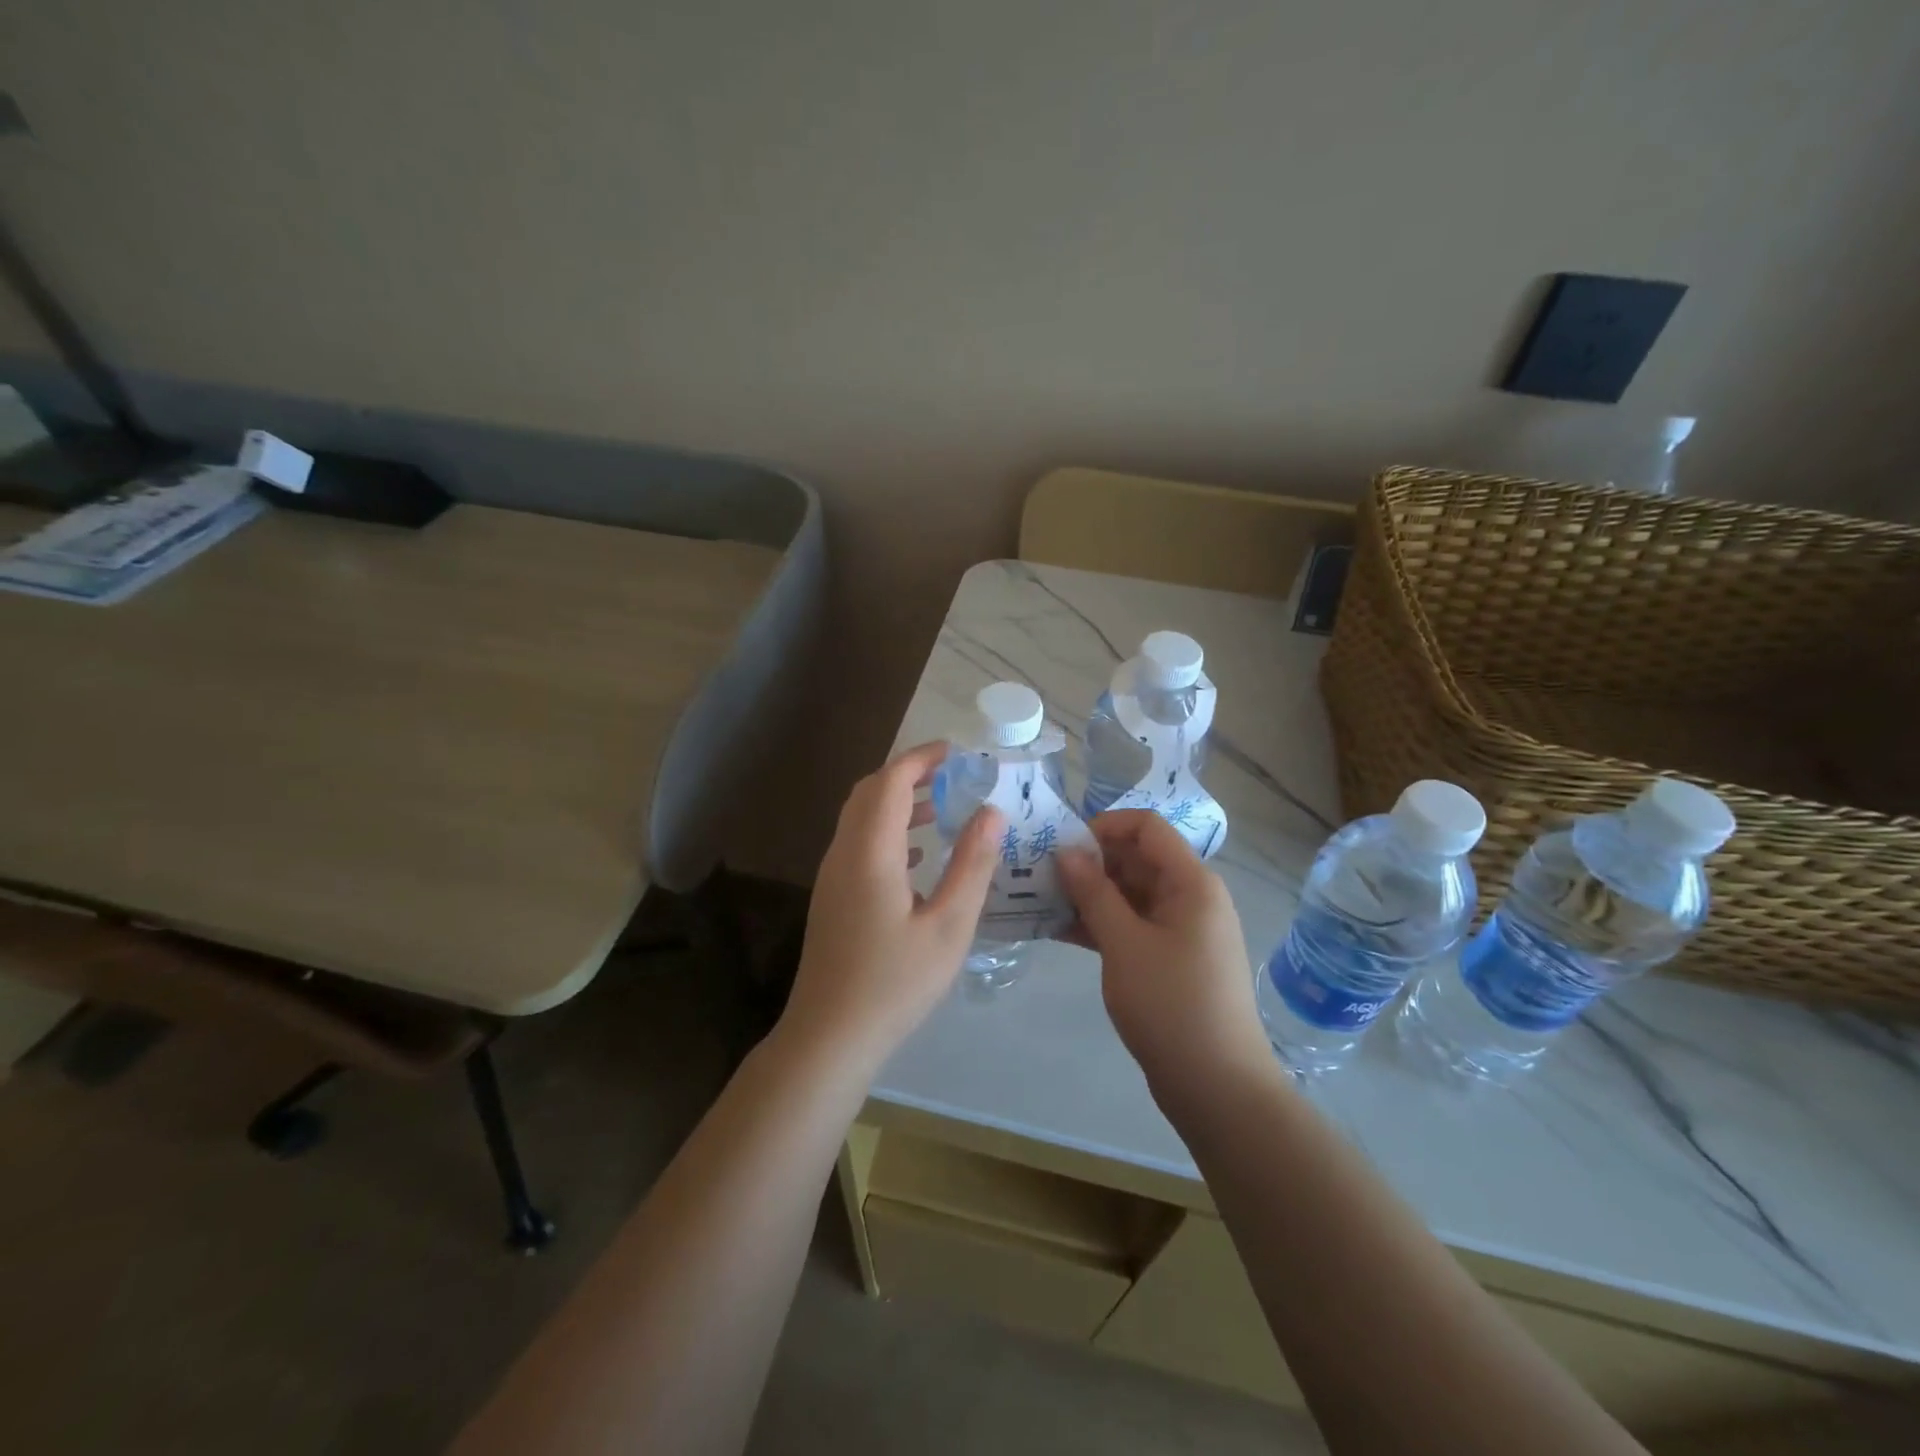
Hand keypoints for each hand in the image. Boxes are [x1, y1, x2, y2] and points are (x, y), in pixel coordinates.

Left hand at [780, 741, 1003, 1073]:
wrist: (829, 1036)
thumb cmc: (895, 982)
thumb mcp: (948, 926)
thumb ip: (972, 865)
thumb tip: (992, 812)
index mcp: (871, 852)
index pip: (891, 781)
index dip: (921, 758)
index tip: (956, 752)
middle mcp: (844, 853)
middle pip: (870, 792)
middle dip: (909, 773)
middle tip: (952, 774)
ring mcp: (832, 875)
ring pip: (861, 818)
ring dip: (897, 801)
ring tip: (942, 807)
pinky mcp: (832, 897)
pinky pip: (858, 843)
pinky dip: (888, 831)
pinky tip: (919, 855)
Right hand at [1057, 810, 1271, 1091]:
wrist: (1217, 1088)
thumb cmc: (1172, 1005)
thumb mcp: (1125, 944)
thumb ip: (1094, 892)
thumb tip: (1068, 850)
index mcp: (1191, 882)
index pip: (1147, 827)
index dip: (1104, 825)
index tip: (1063, 845)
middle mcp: (1191, 897)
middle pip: (1137, 859)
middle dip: (1090, 861)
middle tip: (1041, 874)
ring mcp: (1181, 929)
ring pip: (1130, 893)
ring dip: (1089, 894)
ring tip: (1041, 900)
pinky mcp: (1170, 958)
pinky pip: (1132, 925)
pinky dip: (1100, 924)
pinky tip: (1058, 930)